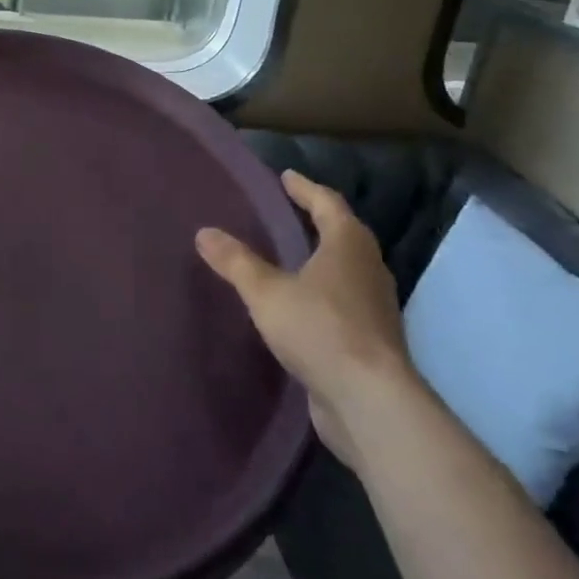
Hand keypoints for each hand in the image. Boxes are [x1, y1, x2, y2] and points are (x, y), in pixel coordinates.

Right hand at [196, 171, 415, 470]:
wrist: (370, 402)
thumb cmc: (320, 329)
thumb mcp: (266, 292)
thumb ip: (236, 262)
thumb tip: (204, 232)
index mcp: (348, 245)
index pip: (327, 203)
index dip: (305, 188)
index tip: (285, 177)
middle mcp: (368, 268)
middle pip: (344, 233)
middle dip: (318, 220)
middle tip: (288, 212)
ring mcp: (374, 306)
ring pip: (347, 269)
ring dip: (322, 258)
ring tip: (290, 255)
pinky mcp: (371, 340)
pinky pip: (344, 302)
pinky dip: (323, 292)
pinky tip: (301, 304)